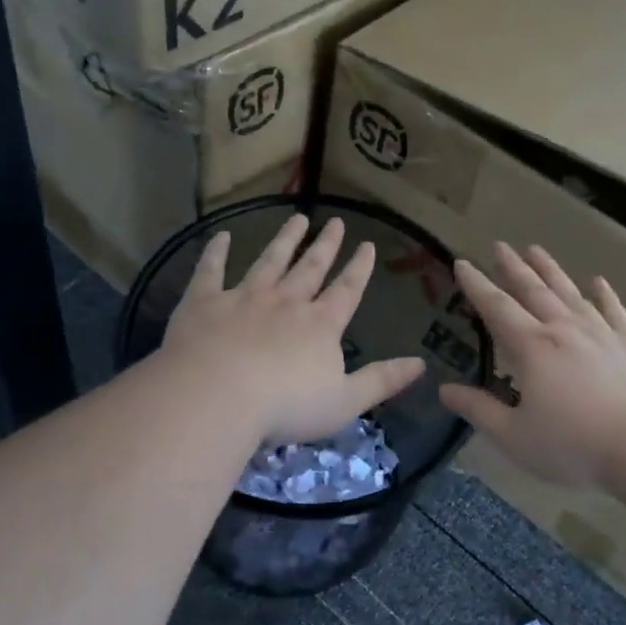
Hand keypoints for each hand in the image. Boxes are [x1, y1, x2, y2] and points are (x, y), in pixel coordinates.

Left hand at [161, 214, 425, 445]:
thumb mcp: (345, 401)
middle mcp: (286, 302)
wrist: (218, 395)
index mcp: (321, 325)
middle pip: (310, 268)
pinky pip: (211, 271)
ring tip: (297, 219)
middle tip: (336, 222)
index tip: (367, 244)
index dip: (359, 268)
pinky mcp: (204, 302)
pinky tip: (220, 236)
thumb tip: (421, 364)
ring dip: (284, 240)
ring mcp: (244, 298)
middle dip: (325, 245)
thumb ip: (382, 381)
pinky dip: (216, 252)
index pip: (347, 290)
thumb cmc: (286, 405)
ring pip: (269, 261)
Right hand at [439, 242, 625, 488]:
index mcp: (532, 348)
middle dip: (513, 268)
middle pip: (534, 290)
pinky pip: (615, 311)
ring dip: (552, 271)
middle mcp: (564, 330)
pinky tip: (598, 282)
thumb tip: (445, 390)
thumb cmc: (573, 446)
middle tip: (501, 245)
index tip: (462, 263)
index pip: (497, 308)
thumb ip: (479, 410)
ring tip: (537, 250)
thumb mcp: (514, 436)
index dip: (477, 285)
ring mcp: (603, 334)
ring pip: (571, 293)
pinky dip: (605, 294)